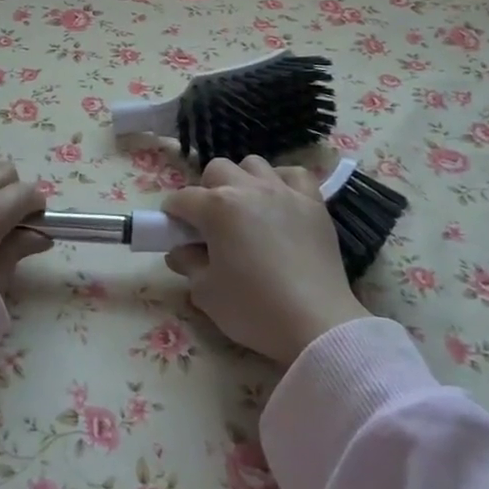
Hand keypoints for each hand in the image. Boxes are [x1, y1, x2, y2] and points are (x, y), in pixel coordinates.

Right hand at [163, 156, 370, 366]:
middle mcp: (248, 189)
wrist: (316, 324)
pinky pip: (294, 175)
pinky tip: (280, 203)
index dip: (172, 215)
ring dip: (243, 181)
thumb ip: (188, 264)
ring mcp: (283, 191)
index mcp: (217, 207)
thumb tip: (180, 251)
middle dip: (207, 191)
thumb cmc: (254, 309)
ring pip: (254, 165)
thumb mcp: (206, 293)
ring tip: (247, 210)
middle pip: (217, 170)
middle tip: (211, 223)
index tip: (173, 231)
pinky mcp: (313, 202)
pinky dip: (283, 182)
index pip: (182, 199)